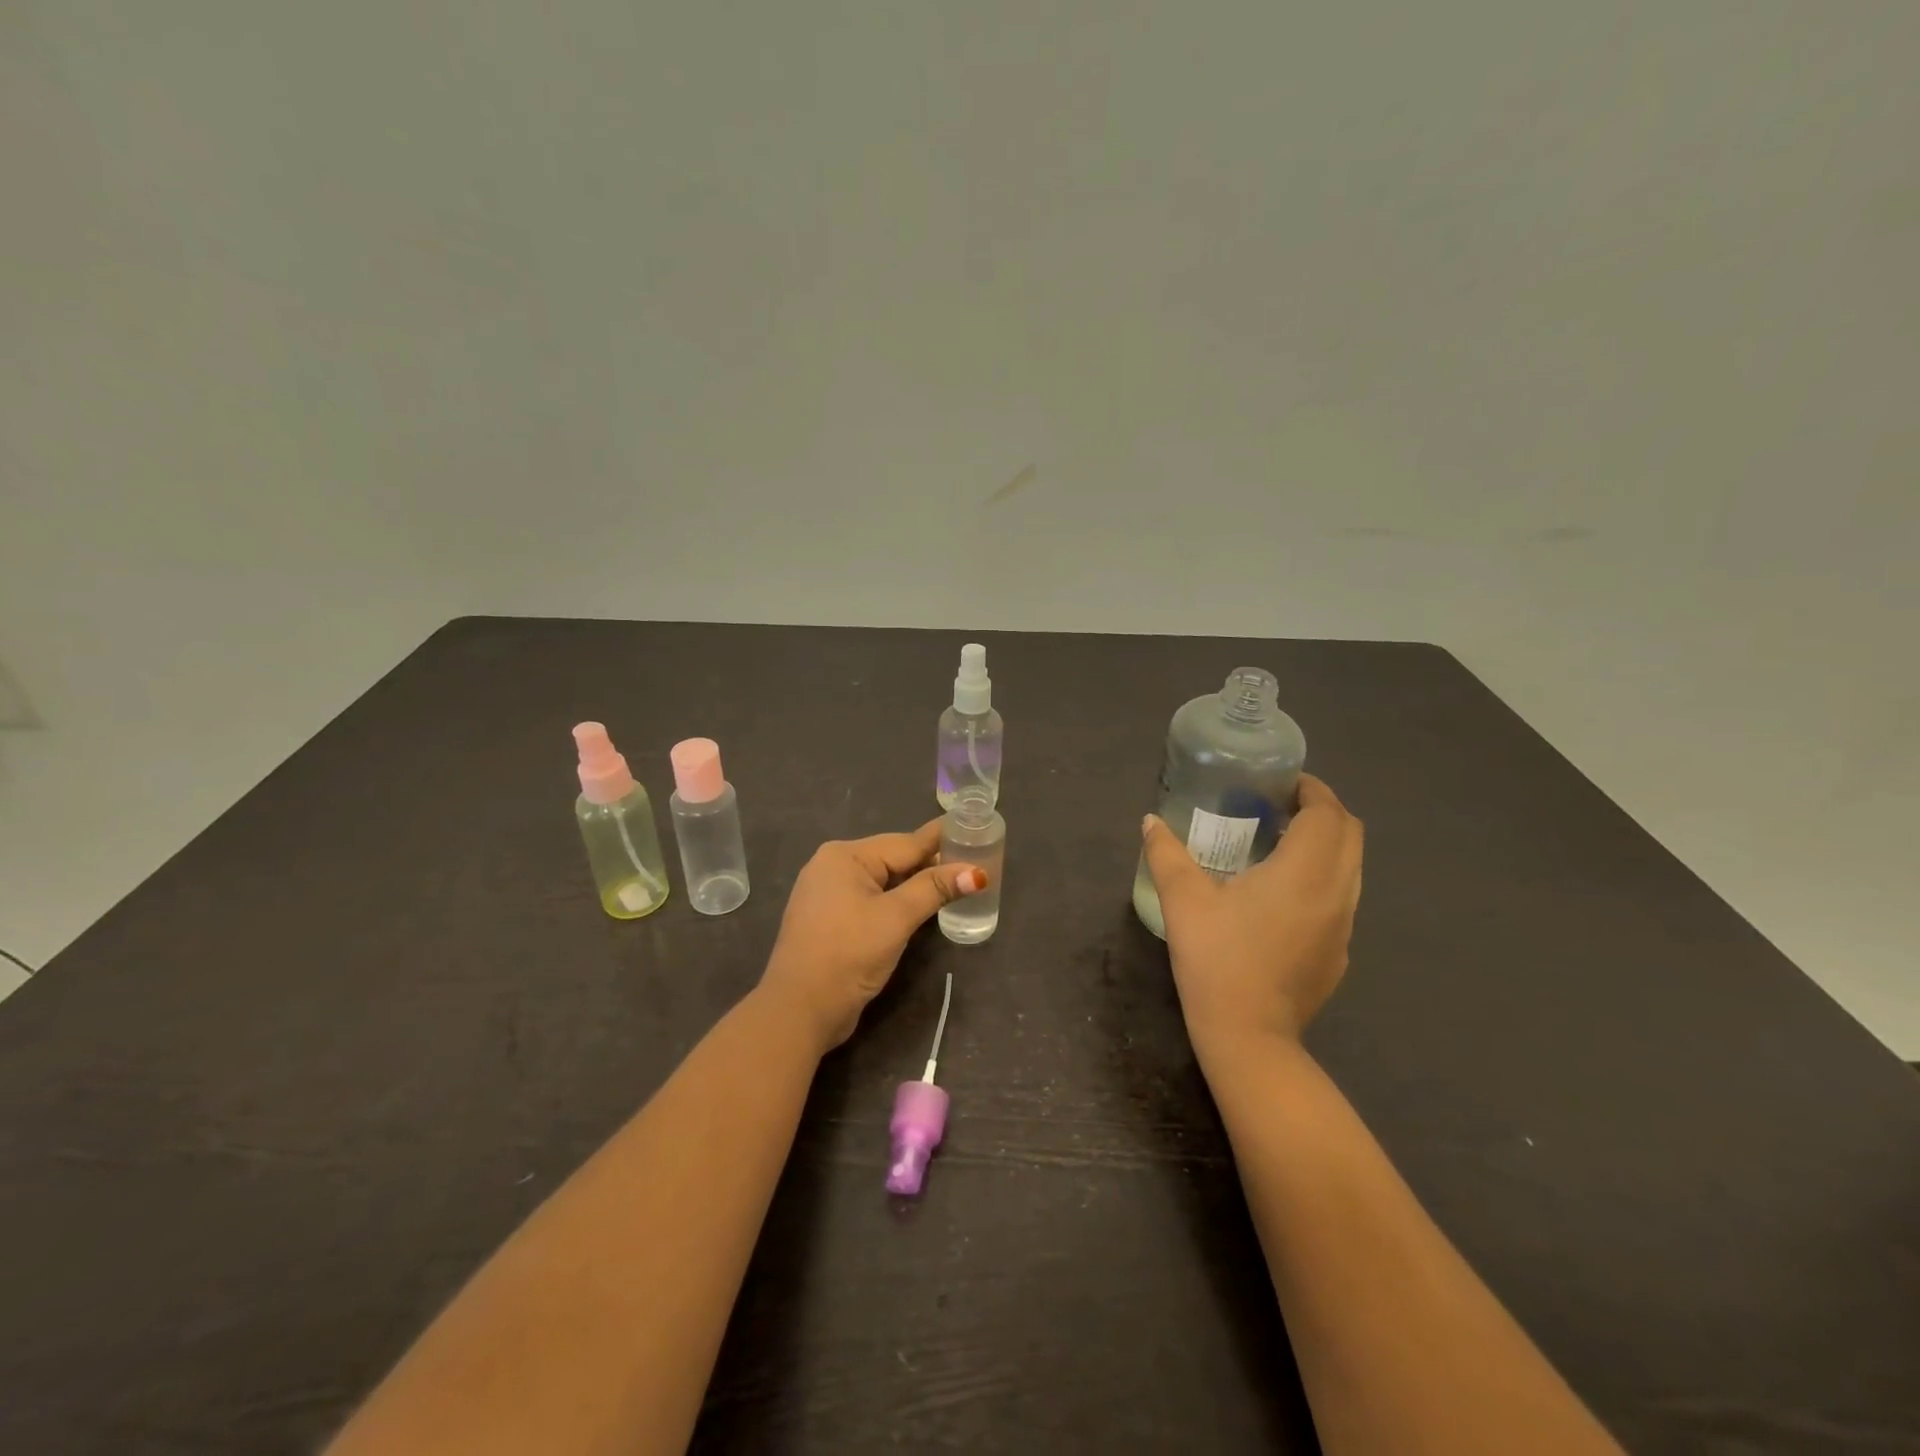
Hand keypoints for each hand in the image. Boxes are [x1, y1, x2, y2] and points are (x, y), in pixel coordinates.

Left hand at [761, 820, 985, 1052]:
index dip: (943, 840)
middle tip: (975, 862)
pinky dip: (898, 900)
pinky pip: (872, 899)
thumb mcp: (896, 918)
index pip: (906, 843)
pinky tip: (922, 906)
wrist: (799, 1010)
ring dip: (917, 884)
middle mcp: (834, 866)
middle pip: (894, 859)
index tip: (975, 829)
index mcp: (845, 856)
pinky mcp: (832, 919)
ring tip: (957, 882)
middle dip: (932, 863)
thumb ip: (934, 889)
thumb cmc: (848, 954)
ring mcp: (829, 894)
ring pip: (884, 881)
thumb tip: (977, 872)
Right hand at [1140, 774, 1363, 1051]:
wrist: (1248, 1035)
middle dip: (1323, 811)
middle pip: (1351, 835)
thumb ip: (1166, 854)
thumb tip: (1150, 822)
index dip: (1312, 790)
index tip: (1283, 783)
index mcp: (1304, 872)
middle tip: (1280, 807)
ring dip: (1326, 845)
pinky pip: (1342, 898)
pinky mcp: (1339, 952)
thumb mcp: (1183, 901)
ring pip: (1352, 867)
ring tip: (1281, 845)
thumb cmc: (1216, 959)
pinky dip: (1323, 878)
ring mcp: (1344, 926)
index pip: (1328, 814)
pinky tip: (1282, 896)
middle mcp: (1336, 892)